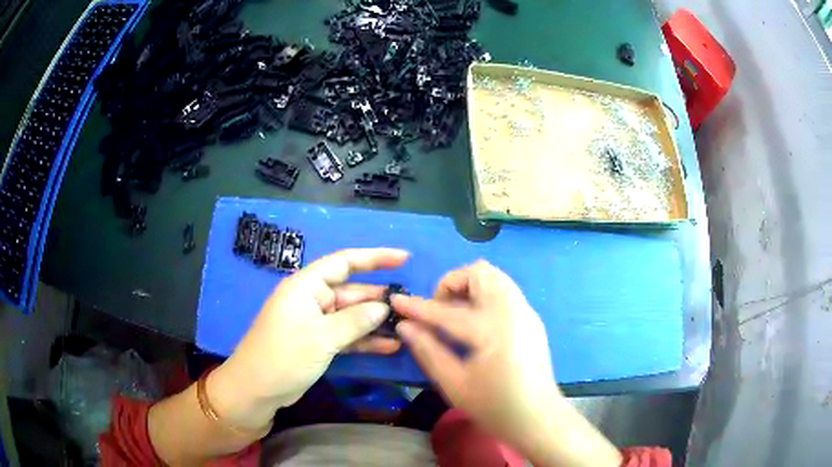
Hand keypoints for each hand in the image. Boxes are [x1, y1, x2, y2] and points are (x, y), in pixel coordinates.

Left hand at [208, 248, 407, 429]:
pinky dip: (365, 340)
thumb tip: (384, 307)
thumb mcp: (321, 337)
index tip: (404, 258)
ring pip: (352, 316)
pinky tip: (390, 346)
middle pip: (352, 292)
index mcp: (306, 286)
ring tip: (407, 326)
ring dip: (376, 322)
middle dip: (379, 298)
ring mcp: (316, 323)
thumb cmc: (283, 356)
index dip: (375, 257)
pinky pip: (347, 336)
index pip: (344, 262)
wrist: (256, 390)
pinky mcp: (319, 343)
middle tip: (412, 305)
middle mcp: (313, 300)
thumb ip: (355, 321)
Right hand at [392, 260, 560, 444]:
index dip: (417, 306)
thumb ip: (428, 351)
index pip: (447, 310)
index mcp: (492, 331)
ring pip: (495, 276)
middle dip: (451, 284)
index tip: (396, 300)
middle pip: (479, 273)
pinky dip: (485, 294)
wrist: (538, 417)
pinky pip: (505, 290)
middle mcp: (513, 311)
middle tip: (439, 311)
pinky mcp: (532, 317)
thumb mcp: (454, 384)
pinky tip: (476, 323)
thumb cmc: (495, 407)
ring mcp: (526, 312)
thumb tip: (404, 326)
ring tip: (456, 314)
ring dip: (470, 287)